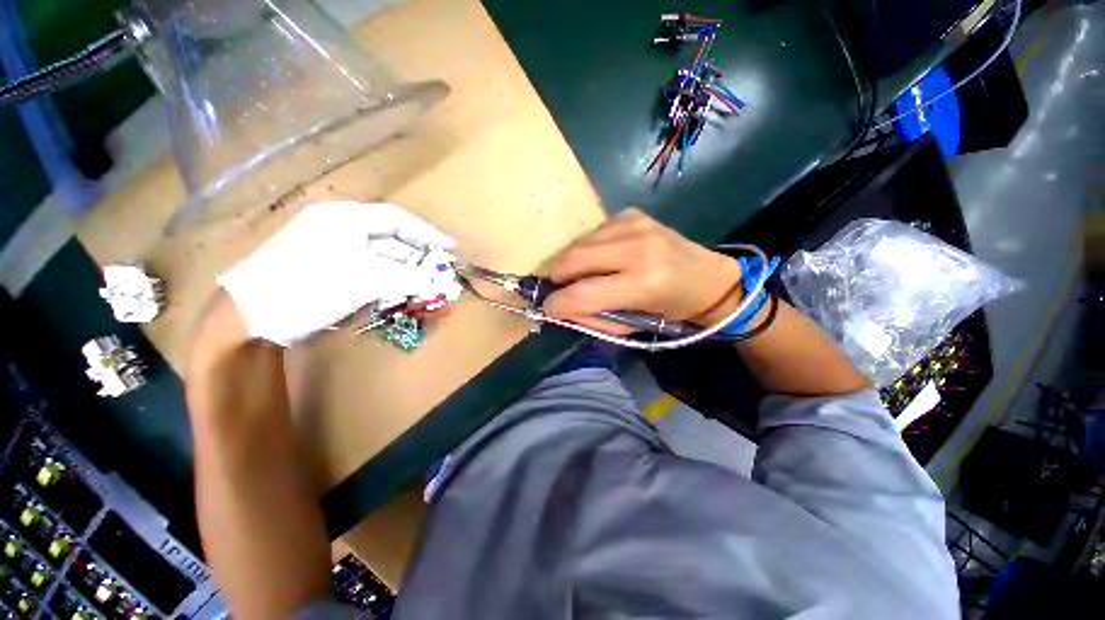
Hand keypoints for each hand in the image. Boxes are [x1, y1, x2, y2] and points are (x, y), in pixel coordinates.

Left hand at [217, 201, 454, 345]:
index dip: (427, 233)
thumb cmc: (307, 287)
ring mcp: (333, 246)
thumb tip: (437, 281)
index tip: (450, 247)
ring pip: (381, 254)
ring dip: (404, 268)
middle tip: (440, 269)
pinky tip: (399, 290)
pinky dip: (387, 277)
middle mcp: (340, 226)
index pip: (397, 219)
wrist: (250, 314)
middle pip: (391, 236)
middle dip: (418, 253)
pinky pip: (369, 267)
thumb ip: (405, 278)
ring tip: (425, 283)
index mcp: (346, 218)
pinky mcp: (330, 266)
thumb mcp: (362, 281)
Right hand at [543, 209, 741, 334]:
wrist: (707, 279)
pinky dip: (586, 249)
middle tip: (557, 289)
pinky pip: (592, 233)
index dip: (556, 304)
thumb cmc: (670, 311)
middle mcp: (638, 247)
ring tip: (578, 276)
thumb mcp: (631, 326)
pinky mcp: (631, 214)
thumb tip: (558, 308)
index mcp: (644, 283)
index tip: (547, 309)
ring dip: (569, 263)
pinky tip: (599, 259)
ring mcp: (634, 224)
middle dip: (556, 278)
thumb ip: (591, 318)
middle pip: (573, 259)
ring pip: (578, 243)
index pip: (582, 293)